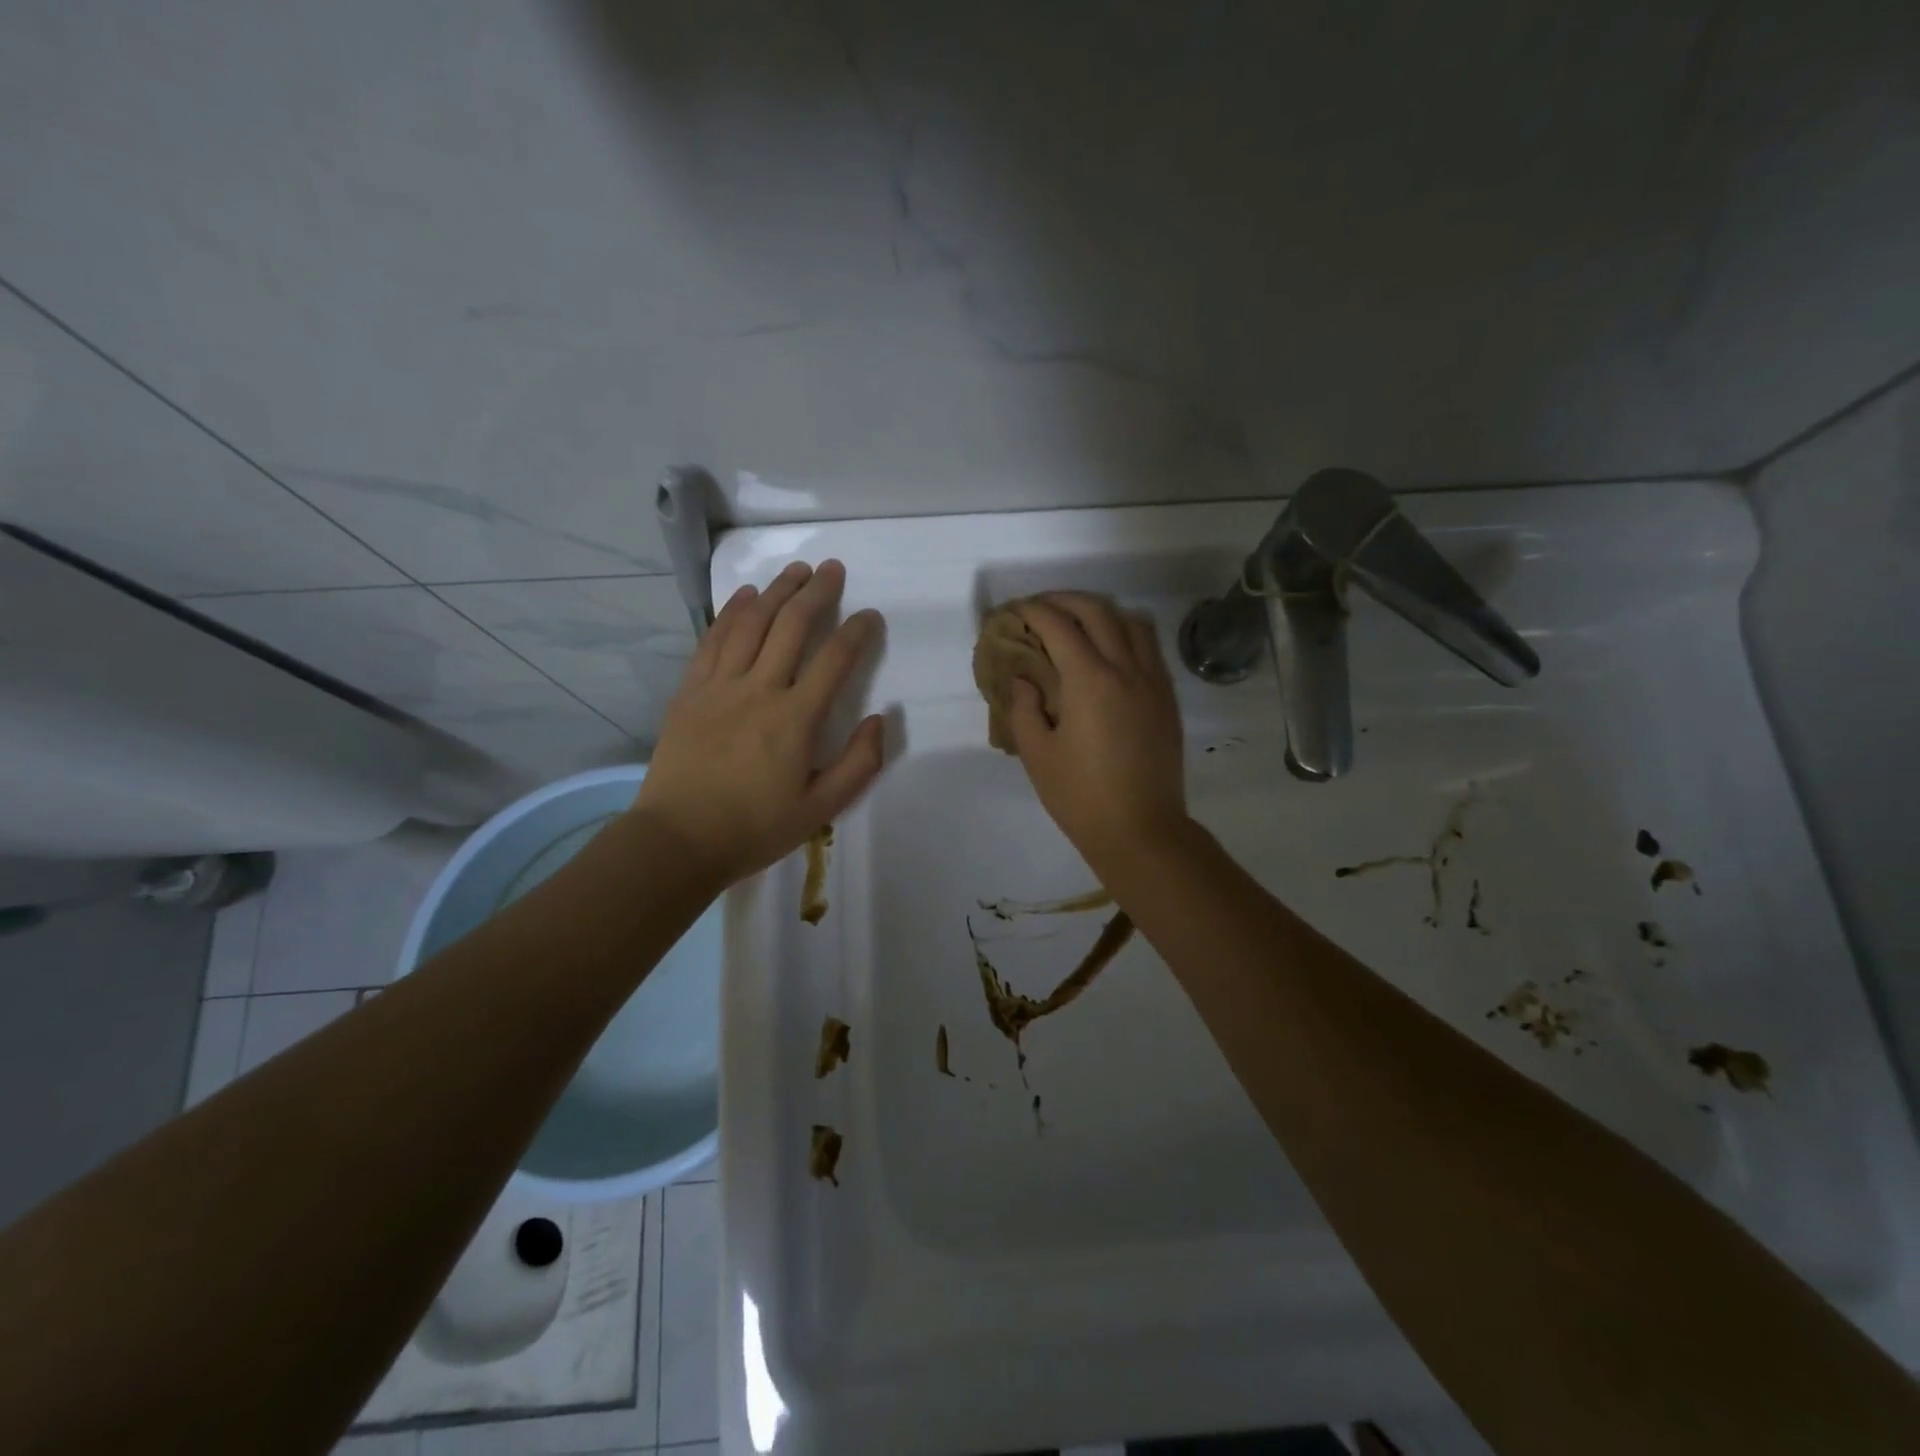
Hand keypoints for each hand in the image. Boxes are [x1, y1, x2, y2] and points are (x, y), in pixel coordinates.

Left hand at [633, 559, 885, 889]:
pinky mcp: (690, 690)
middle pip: (792, 626)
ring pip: (752, 622)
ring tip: (796, 570)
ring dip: (777, 590)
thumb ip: (860, 764)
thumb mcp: (821, 809)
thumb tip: (880, 719)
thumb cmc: (755, 828)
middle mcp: (759, 689)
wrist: (678, 839)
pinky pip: (713, 638)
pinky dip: (732, 611)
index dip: (858, 631)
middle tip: (833, 569)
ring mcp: (719, 685)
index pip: (835, 659)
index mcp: (796, 719)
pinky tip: (745, 595)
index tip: (870, 616)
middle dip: (817, 592)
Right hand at [1004, 593, 1189, 872]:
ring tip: (1079, 624)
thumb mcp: (1037, 754)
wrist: (1141, 830)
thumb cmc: (1081, 796)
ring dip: (1102, 613)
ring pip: (1132, 622)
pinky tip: (1109, 654)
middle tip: (1042, 609)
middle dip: (1066, 601)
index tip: (1015, 611)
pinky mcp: (1167, 699)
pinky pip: (1149, 648)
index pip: (1059, 626)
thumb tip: (1024, 679)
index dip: (1034, 611)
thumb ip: (1024, 708)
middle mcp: (1126, 669)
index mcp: (1090, 680)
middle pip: (1098, 612)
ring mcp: (1153, 682)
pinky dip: (1126, 634)